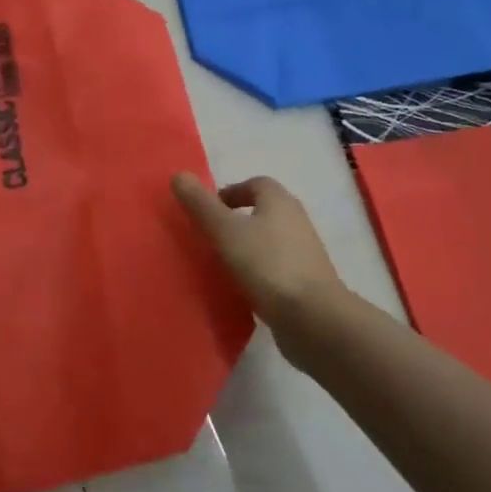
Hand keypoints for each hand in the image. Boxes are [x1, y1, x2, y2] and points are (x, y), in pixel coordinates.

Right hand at [172, 173, 344, 325]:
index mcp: (280, 201)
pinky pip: (275, 267)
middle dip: (236, 219)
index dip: (230, 192)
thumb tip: (178, 175)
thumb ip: (201, 205)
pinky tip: (241, 286)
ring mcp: (303, 252)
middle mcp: (296, 220)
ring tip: (220, 263)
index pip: (255, 184)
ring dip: (247, 246)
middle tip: (209, 236)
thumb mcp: (225, 231)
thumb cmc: (267, 264)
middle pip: (263, 210)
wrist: (312, 316)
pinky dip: (257, 271)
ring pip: (269, 240)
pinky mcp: (305, 281)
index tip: (207, 211)